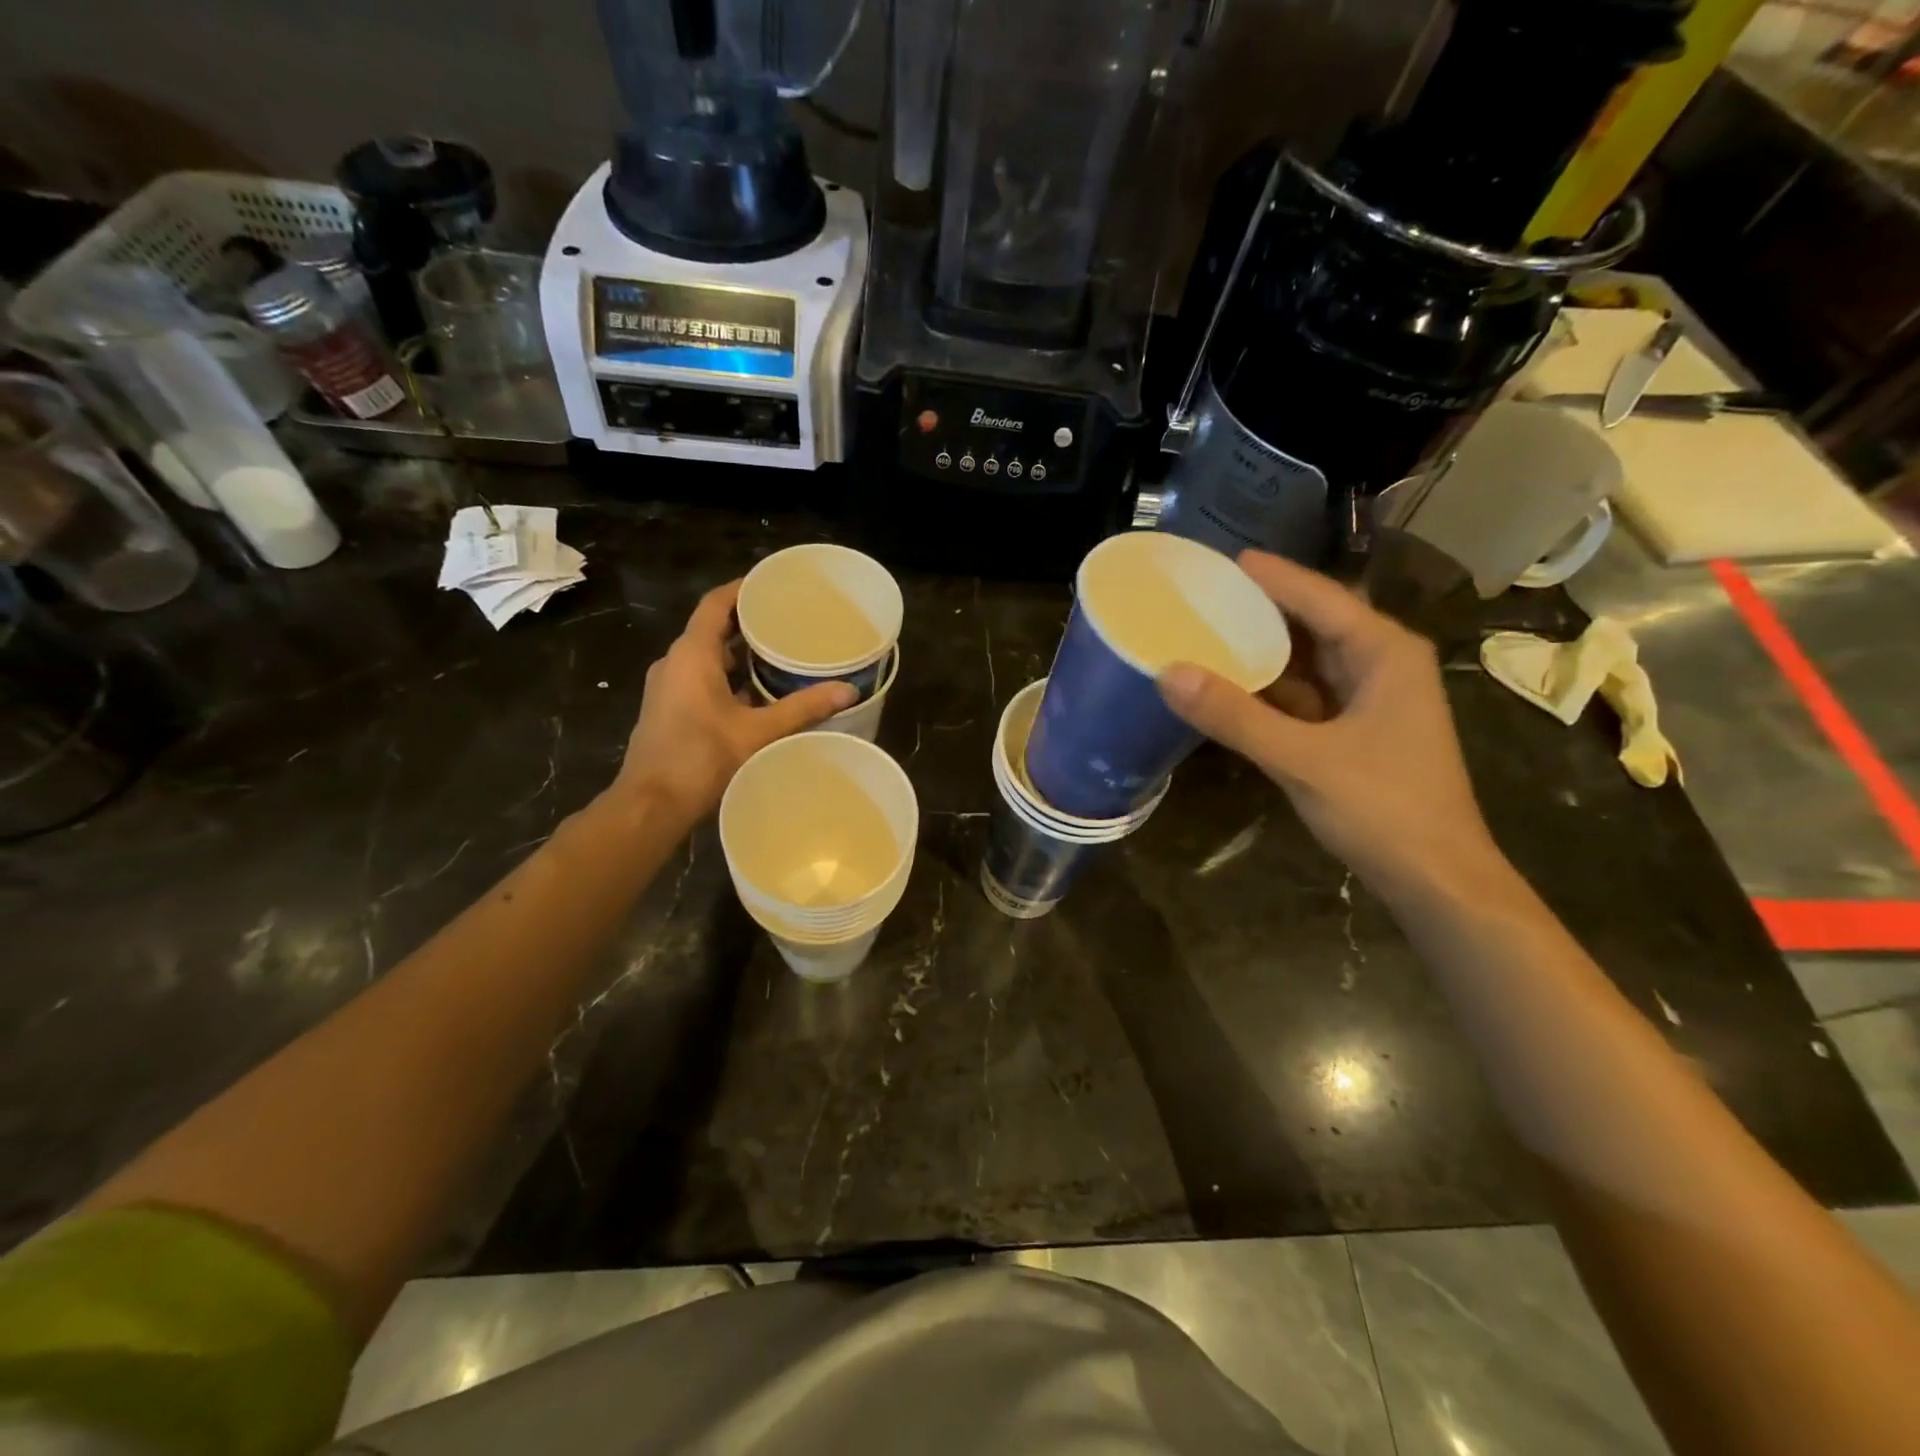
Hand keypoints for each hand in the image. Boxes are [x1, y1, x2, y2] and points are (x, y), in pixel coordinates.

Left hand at [615, 581, 856, 821]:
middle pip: (712, 628)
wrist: (651, 804)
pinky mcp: (668, 708)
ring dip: (739, 653)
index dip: (743, 589)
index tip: (773, 585)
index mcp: (692, 655)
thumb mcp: (757, 732)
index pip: (716, 604)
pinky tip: (757, 693)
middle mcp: (675, 662)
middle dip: (748, 623)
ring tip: (779, 654)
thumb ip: (803, 708)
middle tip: (788, 621)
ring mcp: (668, 686)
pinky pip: (700, 678)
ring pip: (707, 656)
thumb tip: (849, 690)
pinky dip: (728, 676)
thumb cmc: (700, 758)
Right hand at [1157, 550, 1499, 898]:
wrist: (1437, 880)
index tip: (1226, 560)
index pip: (1321, 598)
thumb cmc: (1383, 808)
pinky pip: (1304, 698)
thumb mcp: (1302, 758)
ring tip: (1205, 636)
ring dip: (1261, 654)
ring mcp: (1370, 702)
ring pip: (1307, 664)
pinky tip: (1228, 691)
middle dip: (1261, 612)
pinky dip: (1267, 693)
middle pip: (1313, 624)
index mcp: (1384, 653)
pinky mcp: (1355, 734)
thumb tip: (1168, 673)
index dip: (1273, 577)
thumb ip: (1235, 716)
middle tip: (1205, 597)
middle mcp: (1381, 666)